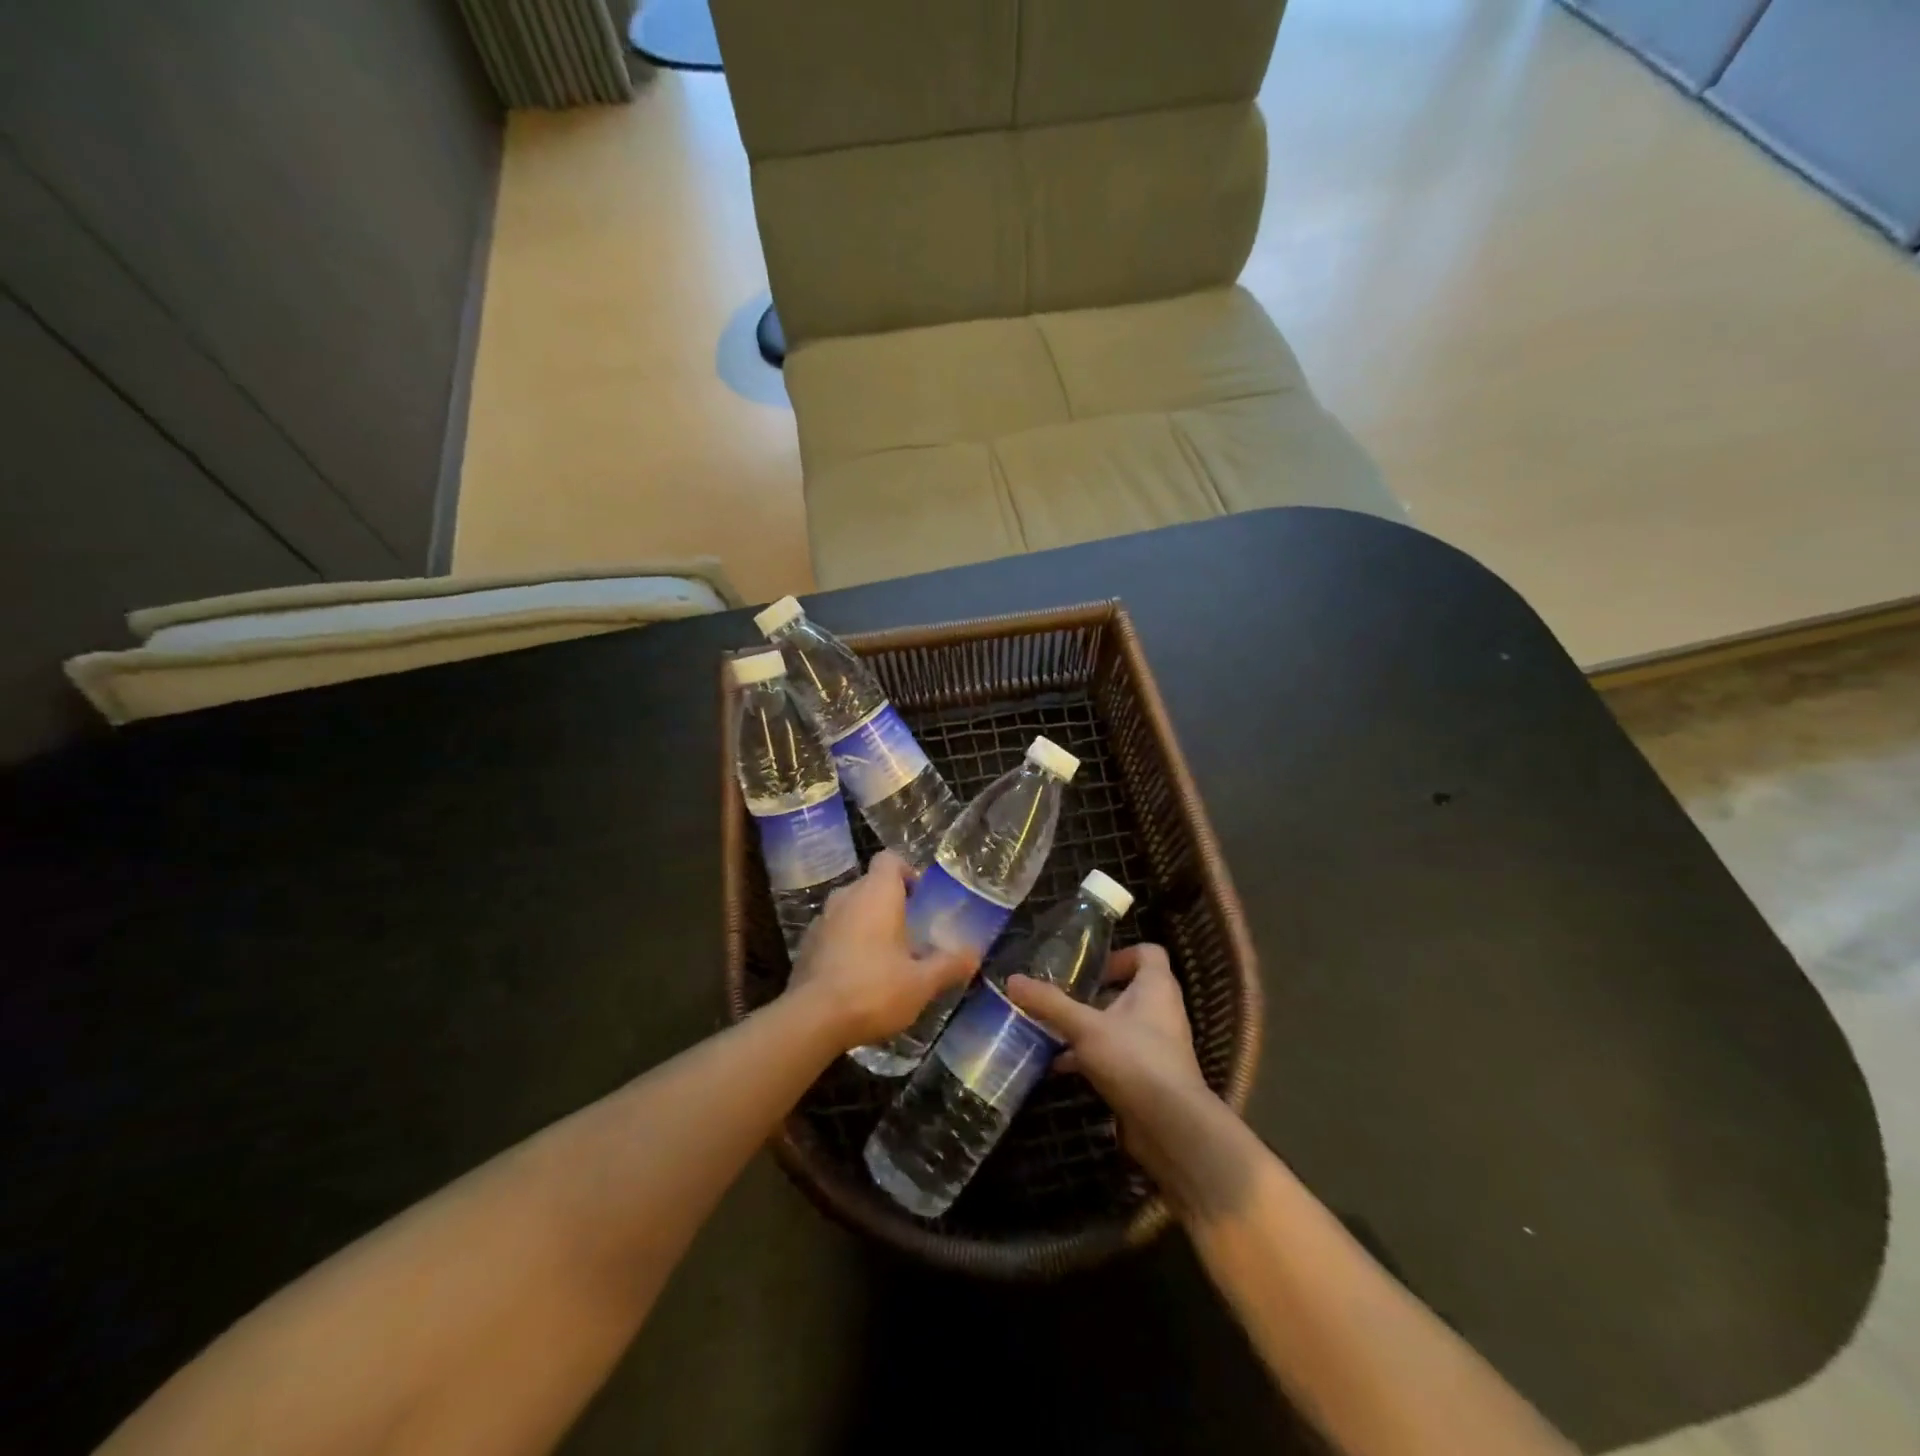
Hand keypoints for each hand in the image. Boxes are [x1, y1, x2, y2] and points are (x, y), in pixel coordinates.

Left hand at [787, 852, 978, 1048]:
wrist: (813, 1019)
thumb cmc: (874, 989)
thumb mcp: (922, 983)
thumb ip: (949, 965)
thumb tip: (974, 955)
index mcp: (877, 893)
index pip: (890, 859)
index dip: (906, 872)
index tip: (919, 899)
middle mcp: (847, 896)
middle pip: (871, 885)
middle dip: (890, 903)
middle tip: (911, 933)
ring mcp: (822, 919)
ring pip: (851, 908)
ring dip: (867, 923)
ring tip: (886, 956)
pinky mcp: (806, 944)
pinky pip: (834, 931)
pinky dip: (846, 942)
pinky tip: (858, 975)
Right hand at [1006, 945, 1215, 1185]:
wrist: (1171, 1127)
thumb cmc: (1134, 1059)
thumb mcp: (1084, 1027)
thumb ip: (1049, 1003)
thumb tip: (1012, 979)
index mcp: (1156, 987)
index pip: (1148, 952)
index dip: (1120, 955)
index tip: (1089, 969)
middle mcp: (1161, 1011)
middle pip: (1128, 990)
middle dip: (1093, 994)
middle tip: (1061, 996)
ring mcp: (1156, 1046)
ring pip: (1119, 1025)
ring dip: (1088, 1027)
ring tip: (1052, 1030)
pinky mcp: (1148, 1076)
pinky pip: (1117, 1055)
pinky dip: (1091, 1057)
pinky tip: (1059, 1066)